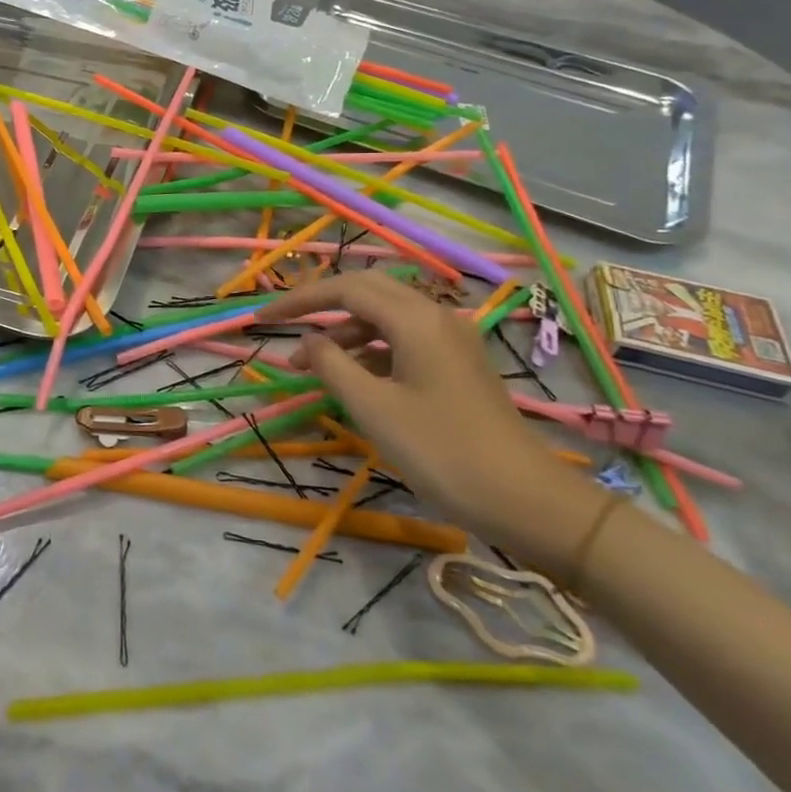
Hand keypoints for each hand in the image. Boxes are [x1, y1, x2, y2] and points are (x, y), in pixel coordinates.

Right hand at [258, 271, 603, 565]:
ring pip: (385, 317)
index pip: (345, 289)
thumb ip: (332, 366)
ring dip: (344, 332)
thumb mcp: (374, 409)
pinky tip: (352, 377)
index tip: (262, 319)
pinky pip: (403, 339)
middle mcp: (435, 316)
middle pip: (367, 292)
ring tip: (310, 365)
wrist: (528, 501)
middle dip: (321, 306)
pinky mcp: (458, 364)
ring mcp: (451, 339)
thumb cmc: (443, 452)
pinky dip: (370, 349)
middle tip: (283, 327)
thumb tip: (310, 340)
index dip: (299, 300)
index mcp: (415, 319)